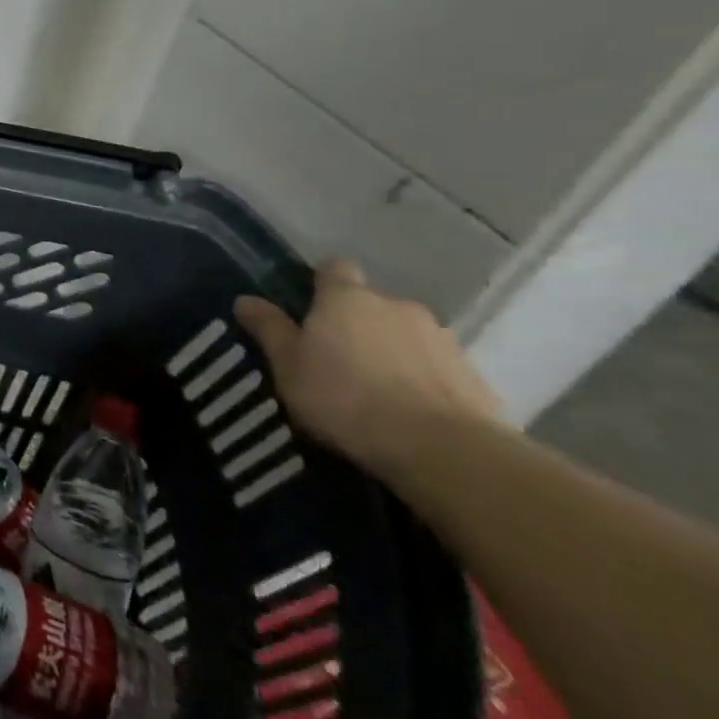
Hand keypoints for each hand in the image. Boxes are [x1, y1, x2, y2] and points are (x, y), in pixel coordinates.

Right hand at [233, 259, 501, 480]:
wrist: (443, 450)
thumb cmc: (347, 398)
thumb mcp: (289, 367)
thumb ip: (269, 330)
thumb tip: (244, 299)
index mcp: (347, 298)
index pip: (334, 268)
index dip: (322, 282)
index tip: (311, 305)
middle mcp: (396, 306)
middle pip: (372, 304)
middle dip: (358, 324)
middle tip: (339, 359)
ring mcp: (441, 339)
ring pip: (407, 336)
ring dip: (393, 352)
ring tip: (378, 391)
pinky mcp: (474, 376)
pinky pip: (437, 369)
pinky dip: (423, 380)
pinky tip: (412, 412)